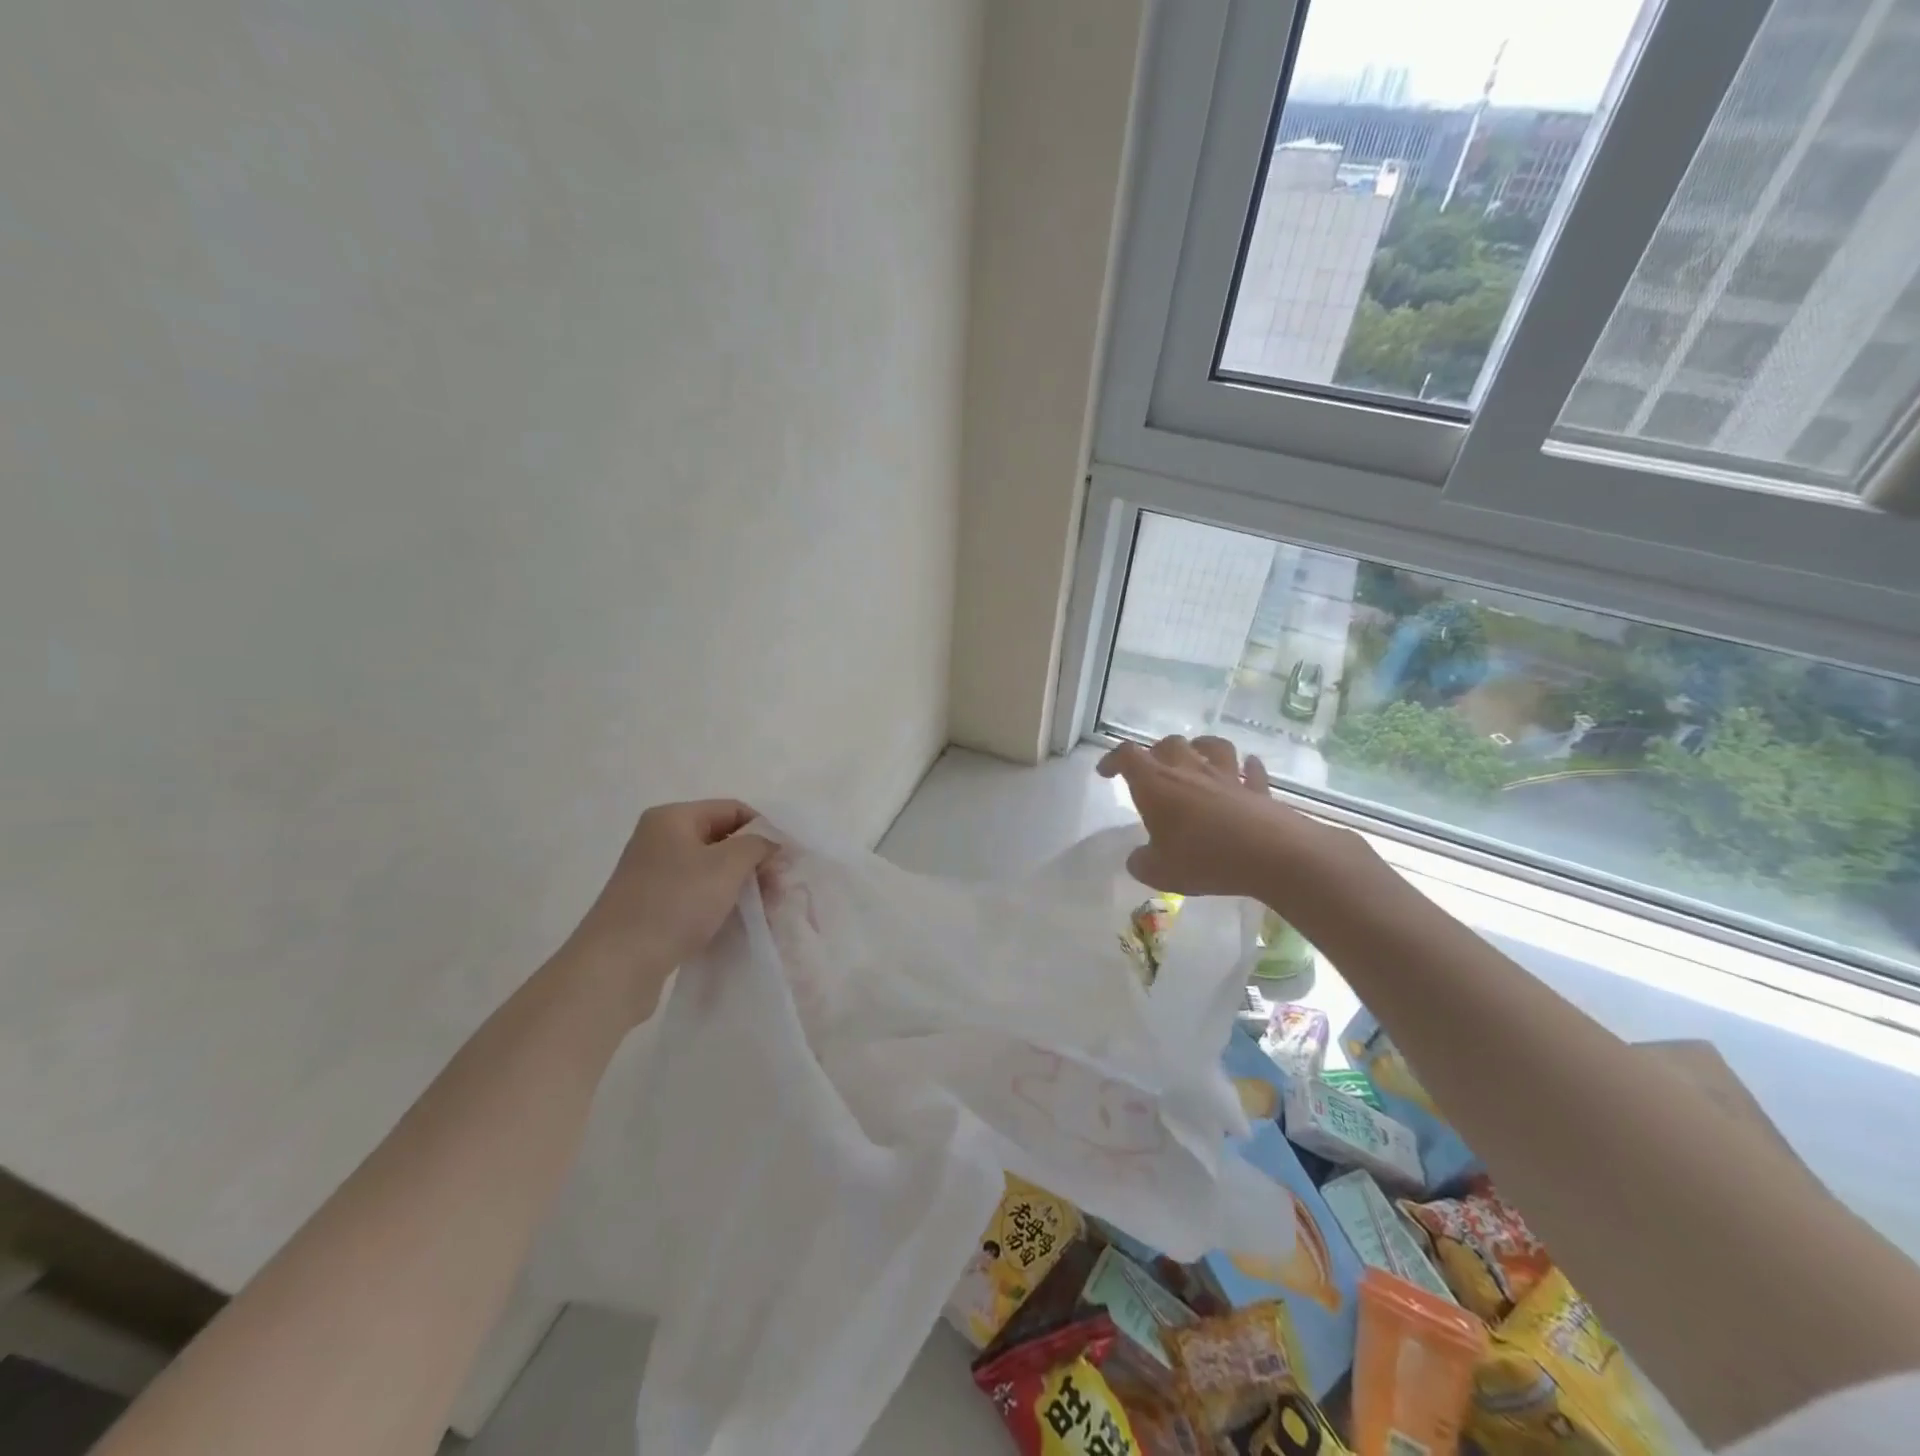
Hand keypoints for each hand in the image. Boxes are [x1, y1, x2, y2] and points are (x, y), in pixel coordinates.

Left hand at [562, 799, 775, 1022]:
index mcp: (673, 818)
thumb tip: (772, 842)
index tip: (788, 860)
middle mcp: (660, 839)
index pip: (733, 810)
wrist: (617, 965)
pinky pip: (698, 895)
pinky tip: (740, 922)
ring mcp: (654, 874)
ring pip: (713, 870)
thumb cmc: (675, 903)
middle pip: (723, 840)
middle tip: (779, 890)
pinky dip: (722, 903)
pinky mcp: (653, 906)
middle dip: (755, 862)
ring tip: (766, 911)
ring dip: (743, 886)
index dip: (765, 830)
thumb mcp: (726, 866)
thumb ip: (757, 845)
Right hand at [1097, 735, 1351, 898]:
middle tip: (1152, 771)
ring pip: (1212, 746)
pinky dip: (1247, 768)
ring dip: (1200, 747)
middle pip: (1168, 744)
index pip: (1127, 756)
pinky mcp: (1257, 789)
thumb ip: (1141, 863)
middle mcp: (1189, 770)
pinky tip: (1247, 771)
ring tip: (1196, 756)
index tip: (1106, 773)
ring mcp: (1226, 776)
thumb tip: (1138, 858)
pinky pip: (1251, 771)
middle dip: (1156, 752)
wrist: (1269, 854)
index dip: (1113, 760)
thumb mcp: (1159, 872)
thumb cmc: (1204, 858)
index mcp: (1156, 784)